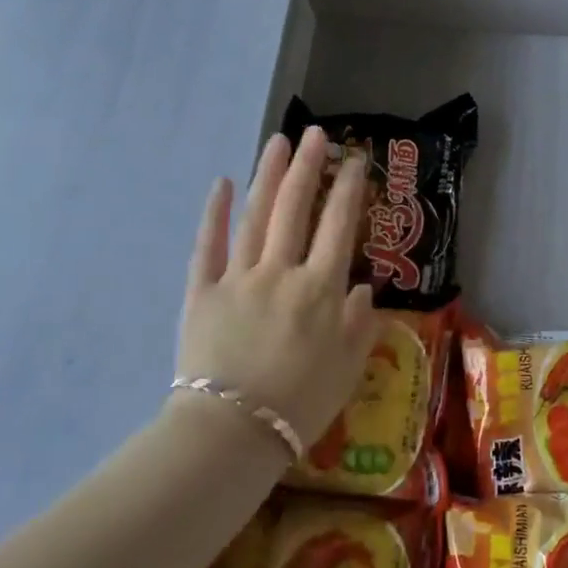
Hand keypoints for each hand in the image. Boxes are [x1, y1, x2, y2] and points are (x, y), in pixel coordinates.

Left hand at [176, 127, 378, 447]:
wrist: (232, 434)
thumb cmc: (300, 404)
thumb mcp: (348, 367)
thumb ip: (360, 322)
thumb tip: (364, 287)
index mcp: (320, 289)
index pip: (339, 225)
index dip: (348, 188)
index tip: (354, 159)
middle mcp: (282, 272)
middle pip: (295, 208)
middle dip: (308, 167)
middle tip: (315, 133)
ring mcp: (239, 278)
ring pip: (256, 216)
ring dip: (267, 176)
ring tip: (278, 143)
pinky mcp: (202, 292)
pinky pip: (208, 246)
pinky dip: (214, 214)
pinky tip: (219, 184)